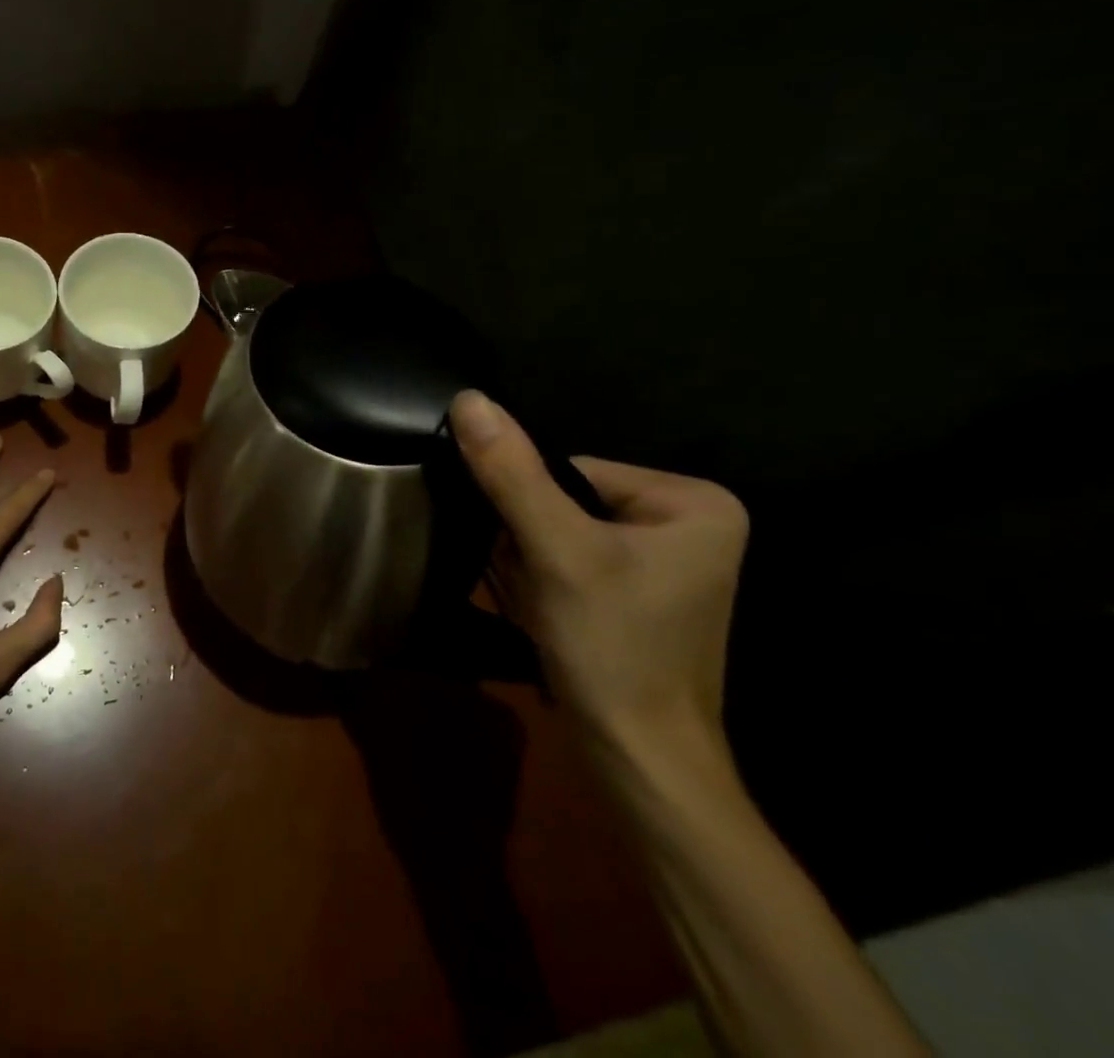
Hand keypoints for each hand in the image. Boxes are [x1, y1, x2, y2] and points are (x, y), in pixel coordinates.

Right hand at [450, 392, 749, 756]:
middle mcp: (690, 521)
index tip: (532, 557)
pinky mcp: (646, 590)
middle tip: (539, 587)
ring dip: (536, 563)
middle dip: (534, 541)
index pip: (573, 469)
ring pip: (565, 530)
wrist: (640, 760)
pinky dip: (550, 582)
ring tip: (546, 606)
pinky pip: (576, 558)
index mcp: (692, 500)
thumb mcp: (555, 551)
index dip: (533, 509)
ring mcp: (670, 560)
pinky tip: (554, 615)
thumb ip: (511, 472)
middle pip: (569, 500)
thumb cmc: (612, 648)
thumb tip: (468, 398)